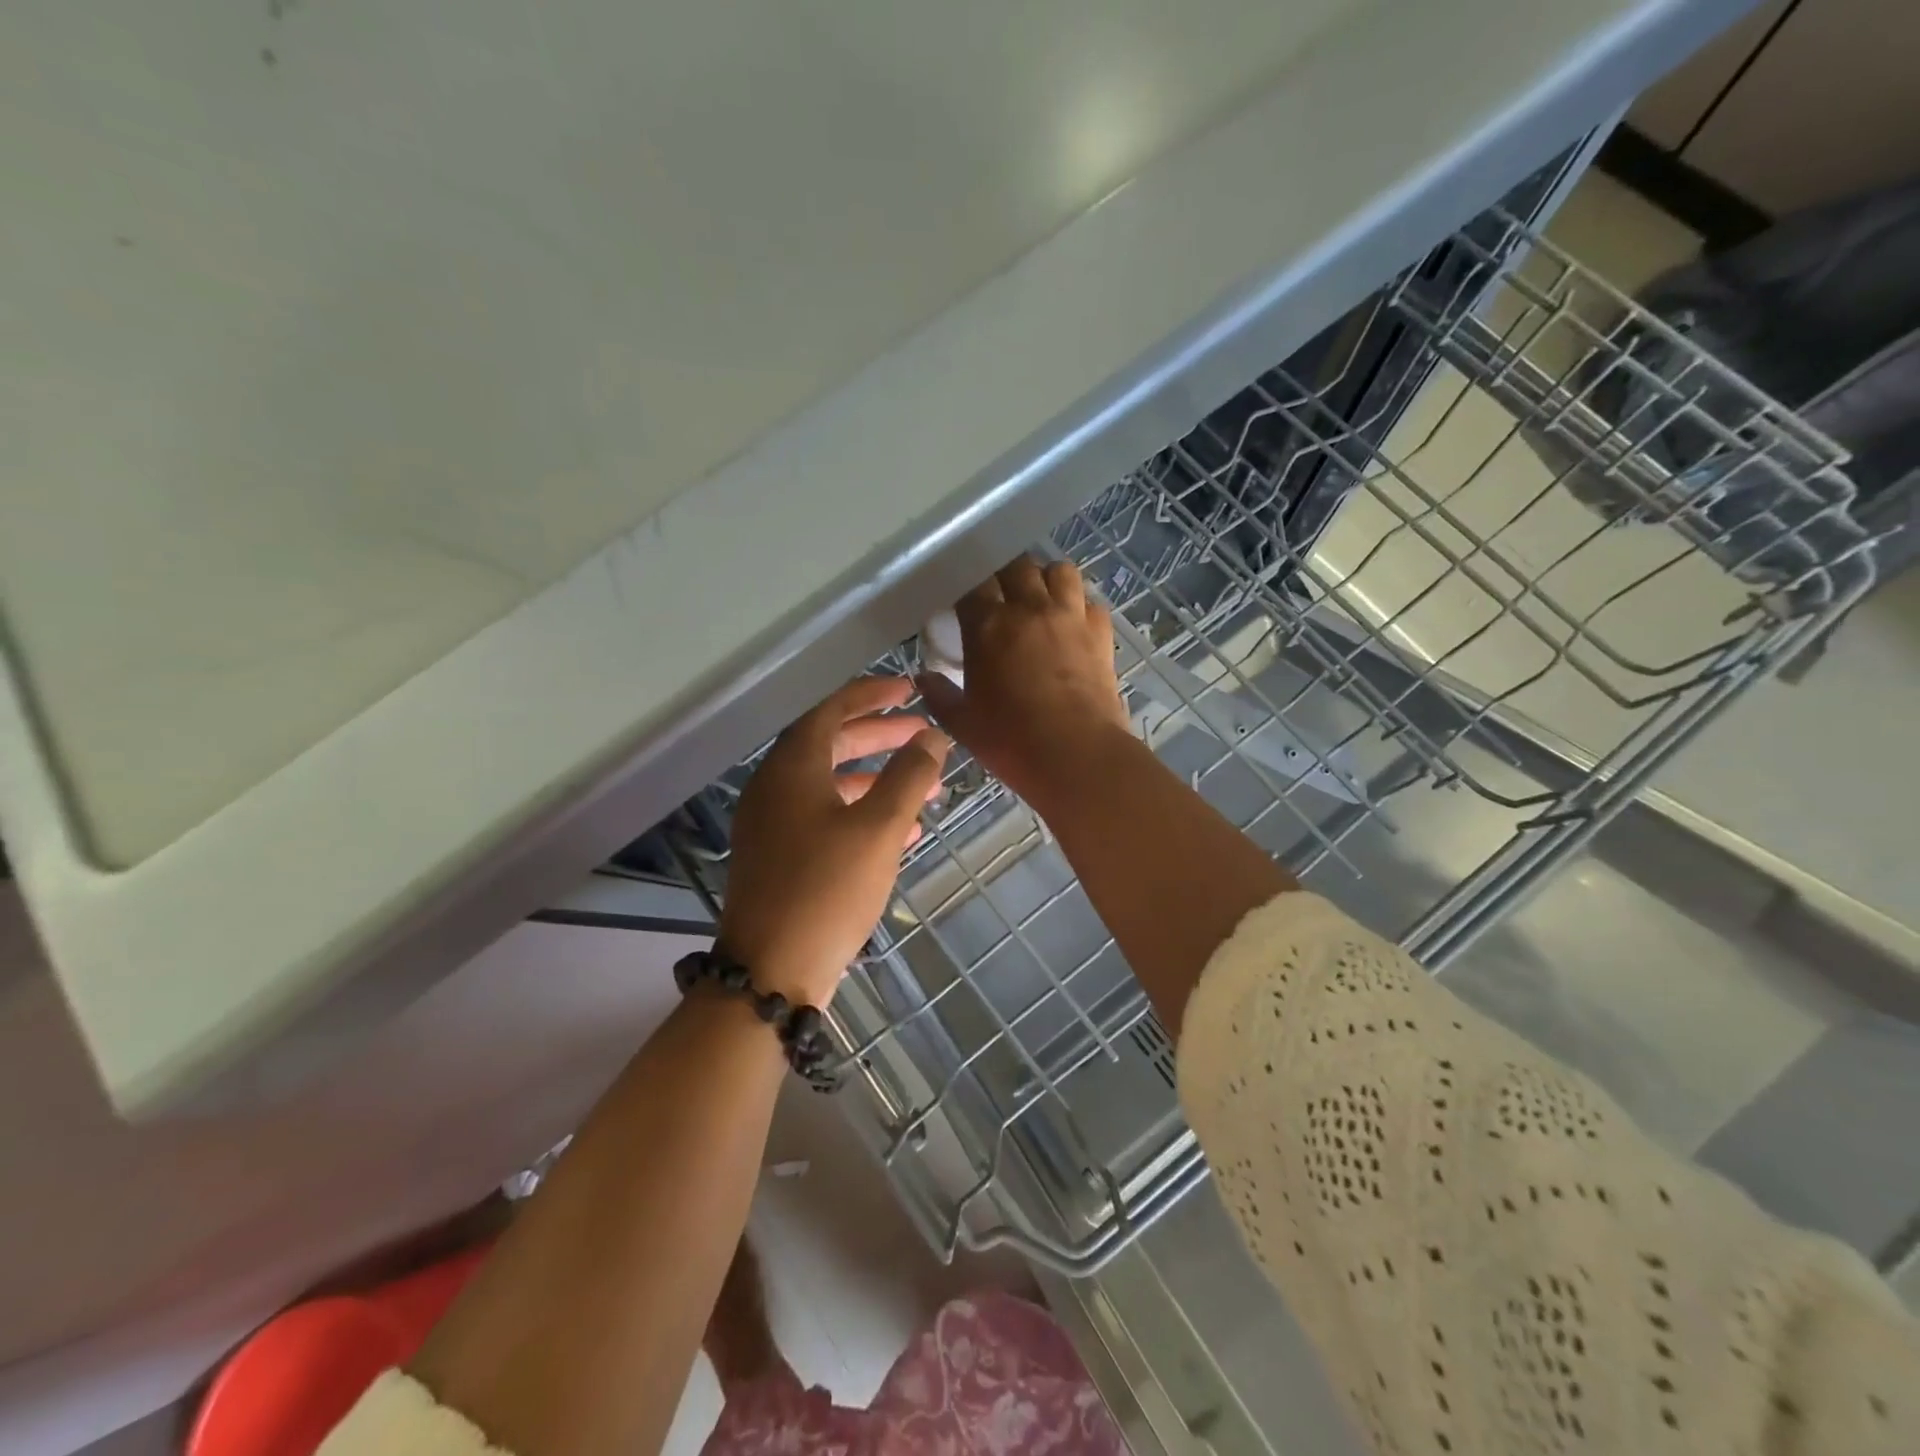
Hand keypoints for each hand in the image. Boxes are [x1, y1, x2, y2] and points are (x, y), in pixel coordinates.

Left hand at [719, 677, 949, 1006]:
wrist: (771, 972)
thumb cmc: (827, 889)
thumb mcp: (879, 828)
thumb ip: (909, 776)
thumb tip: (932, 737)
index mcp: (792, 768)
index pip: (832, 711)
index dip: (871, 695)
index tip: (908, 690)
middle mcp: (775, 788)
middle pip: (831, 745)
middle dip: (879, 737)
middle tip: (922, 736)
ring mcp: (773, 825)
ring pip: (831, 785)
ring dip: (877, 780)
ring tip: (925, 785)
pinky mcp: (780, 858)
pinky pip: (825, 819)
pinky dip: (862, 815)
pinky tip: (903, 832)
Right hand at [916, 557, 1128, 808]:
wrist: (1078, 756)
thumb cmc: (1012, 742)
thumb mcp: (963, 724)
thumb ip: (939, 696)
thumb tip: (923, 678)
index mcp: (988, 625)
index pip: (972, 583)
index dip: (965, 586)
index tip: (962, 601)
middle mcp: (1030, 608)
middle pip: (1016, 566)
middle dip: (1004, 575)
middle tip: (998, 596)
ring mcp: (1070, 616)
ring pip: (1059, 571)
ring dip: (1045, 579)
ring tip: (1039, 599)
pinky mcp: (1101, 633)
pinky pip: (1090, 601)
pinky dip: (1079, 605)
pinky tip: (1072, 623)